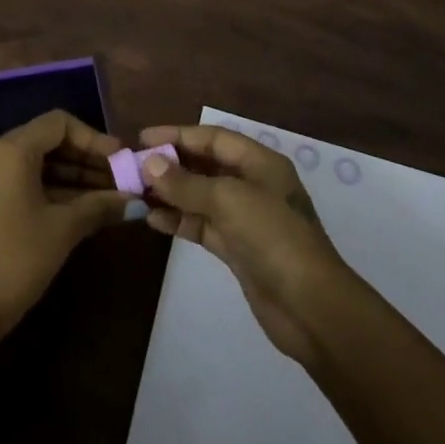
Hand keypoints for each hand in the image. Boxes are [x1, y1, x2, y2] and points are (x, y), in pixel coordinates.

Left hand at [0, 109, 134, 360]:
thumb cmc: (16, 260)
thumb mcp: (63, 230)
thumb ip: (100, 206)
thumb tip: (136, 200)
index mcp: (10, 150)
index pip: (59, 124)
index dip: (93, 139)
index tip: (120, 160)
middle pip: (47, 140)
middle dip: (85, 159)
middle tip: (120, 179)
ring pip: (35, 162)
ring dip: (71, 176)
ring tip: (109, 196)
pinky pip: (21, 179)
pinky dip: (50, 188)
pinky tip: (82, 206)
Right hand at [138, 124, 357, 363]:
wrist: (311, 308)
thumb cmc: (274, 238)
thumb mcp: (229, 201)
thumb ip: (186, 183)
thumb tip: (149, 163)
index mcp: (260, 163)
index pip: (213, 138)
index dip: (178, 135)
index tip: (143, 138)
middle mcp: (252, 185)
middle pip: (205, 165)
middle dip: (171, 165)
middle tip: (133, 167)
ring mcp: (245, 218)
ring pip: (200, 196)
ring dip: (170, 193)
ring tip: (135, 193)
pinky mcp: (237, 249)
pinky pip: (202, 225)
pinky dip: (179, 220)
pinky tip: (153, 220)